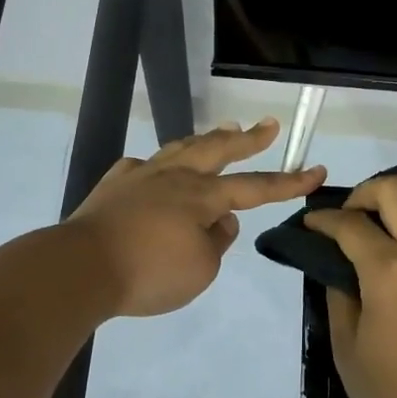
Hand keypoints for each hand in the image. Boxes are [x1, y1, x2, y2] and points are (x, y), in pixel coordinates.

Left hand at [67, 119, 324, 317]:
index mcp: (201, 197)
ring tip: (222, 130)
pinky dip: (154, 166)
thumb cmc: (148, 272)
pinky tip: (152, 168)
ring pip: (180, 149)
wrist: (80, 268)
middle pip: (218, 150)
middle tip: (268, 124)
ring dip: (206, 139)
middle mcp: (174, 178)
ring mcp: (140, 177)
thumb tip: (220, 222)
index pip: (256, 187)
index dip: (289, 181)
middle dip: (248, 139)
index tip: (317, 171)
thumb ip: (217, 242)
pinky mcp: (112, 187)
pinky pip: (140, 168)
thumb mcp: (200, 269)